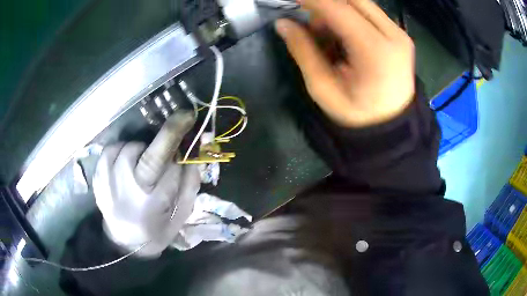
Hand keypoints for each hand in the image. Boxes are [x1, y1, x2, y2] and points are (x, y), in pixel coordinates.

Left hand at [93, 110, 199, 256]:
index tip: (187, 116)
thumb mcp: (181, 213)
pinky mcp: (98, 177)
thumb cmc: (157, 229)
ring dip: (142, 150)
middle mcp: (128, 191)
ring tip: (143, 166)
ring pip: (130, 148)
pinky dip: (122, 151)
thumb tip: (196, 150)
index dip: (176, 137)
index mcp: (153, 203)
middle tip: (174, 135)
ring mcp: (108, 182)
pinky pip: (111, 149)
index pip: (168, 165)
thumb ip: (190, 182)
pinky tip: (126, 164)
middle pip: (147, 154)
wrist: (125, 242)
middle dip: (166, 136)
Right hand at [275, 0, 414, 126]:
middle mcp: (393, 35)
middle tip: (312, 24)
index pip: (339, 9)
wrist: (392, 127)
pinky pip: (370, 13)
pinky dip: (350, 16)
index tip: (292, 0)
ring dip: (338, 10)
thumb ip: (303, 51)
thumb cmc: (358, 115)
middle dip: (326, 4)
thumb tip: (283, 24)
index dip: (312, 0)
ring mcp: (400, 33)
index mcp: (375, 51)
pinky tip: (345, 38)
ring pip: (361, 3)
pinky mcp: (400, 34)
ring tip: (329, 37)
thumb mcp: (323, 88)